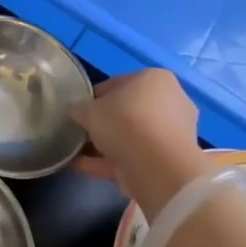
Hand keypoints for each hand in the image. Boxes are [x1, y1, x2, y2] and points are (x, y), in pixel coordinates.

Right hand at [71, 70, 210, 217]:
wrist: (156, 166)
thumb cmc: (125, 122)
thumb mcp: (90, 110)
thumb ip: (79, 109)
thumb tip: (75, 111)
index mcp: (155, 79)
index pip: (117, 83)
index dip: (93, 96)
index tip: (78, 110)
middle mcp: (169, 102)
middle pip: (127, 111)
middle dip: (102, 122)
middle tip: (80, 130)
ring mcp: (170, 133)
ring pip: (130, 136)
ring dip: (105, 144)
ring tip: (77, 152)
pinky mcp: (166, 160)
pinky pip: (132, 156)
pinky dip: (108, 161)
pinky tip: (82, 166)